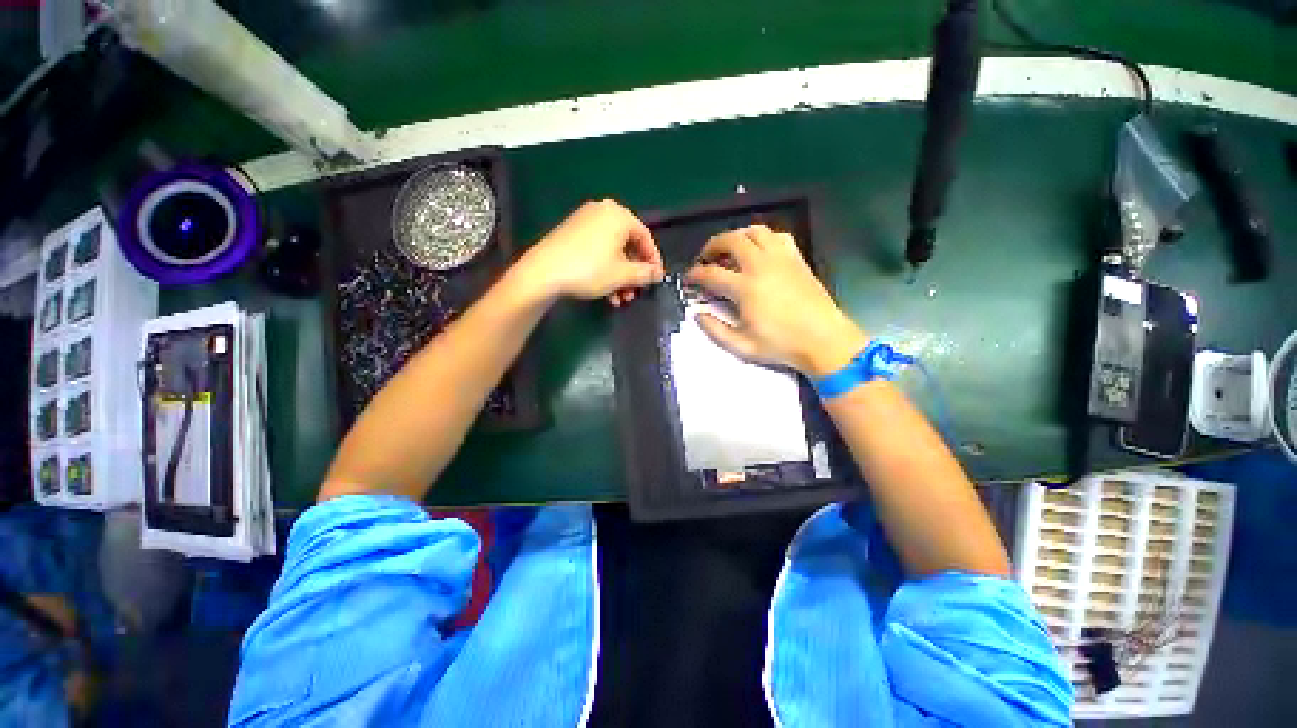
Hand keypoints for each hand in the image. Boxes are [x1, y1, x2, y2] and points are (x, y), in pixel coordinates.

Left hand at [515, 199, 663, 305]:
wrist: (543, 273)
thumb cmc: (590, 270)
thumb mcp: (623, 275)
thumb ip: (645, 273)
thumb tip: (657, 273)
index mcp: (618, 215)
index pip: (645, 237)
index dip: (653, 261)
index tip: (656, 279)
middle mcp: (602, 212)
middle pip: (628, 245)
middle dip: (633, 274)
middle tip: (635, 292)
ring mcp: (584, 221)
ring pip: (612, 252)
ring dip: (620, 277)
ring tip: (620, 298)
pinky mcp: (571, 234)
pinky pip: (597, 251)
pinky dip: (605, 270)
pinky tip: (605, 293)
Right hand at [686, 225, 867, 377]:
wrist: (824, 340)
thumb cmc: (781, 345)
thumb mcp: (742, 346)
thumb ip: (716, 330)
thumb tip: (698, 314)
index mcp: (745, 288)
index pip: (711, 273)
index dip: (695, 274)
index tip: (689, 278)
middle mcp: (761, 265)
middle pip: (731, 240)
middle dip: (712, 245)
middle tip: (706, 257)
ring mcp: (781, 258)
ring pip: (754, 231)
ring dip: (736, 236)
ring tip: (730, 250)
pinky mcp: (796, 258)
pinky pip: (777, 236)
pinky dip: (763, 238)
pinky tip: (759, 251)